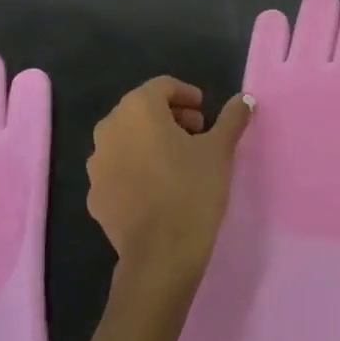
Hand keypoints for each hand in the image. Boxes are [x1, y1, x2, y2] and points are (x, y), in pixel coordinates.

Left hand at [88, 78, 253, 287]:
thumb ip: (231, 118)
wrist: (161, 253)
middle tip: (197, 135)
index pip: (162, 86)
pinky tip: (158, 188)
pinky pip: (118, 168)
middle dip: (170, 117)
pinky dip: (136, 168)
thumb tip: (245, 99)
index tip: (205, 114)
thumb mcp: (219, 150)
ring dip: (151, 141)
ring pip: (127, 139)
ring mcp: (96, 163)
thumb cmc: (193, 189)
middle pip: (141, 110)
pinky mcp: (94, 194)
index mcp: (138, 109)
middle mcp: (109, 128)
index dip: (187, 95)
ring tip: (179, 162)